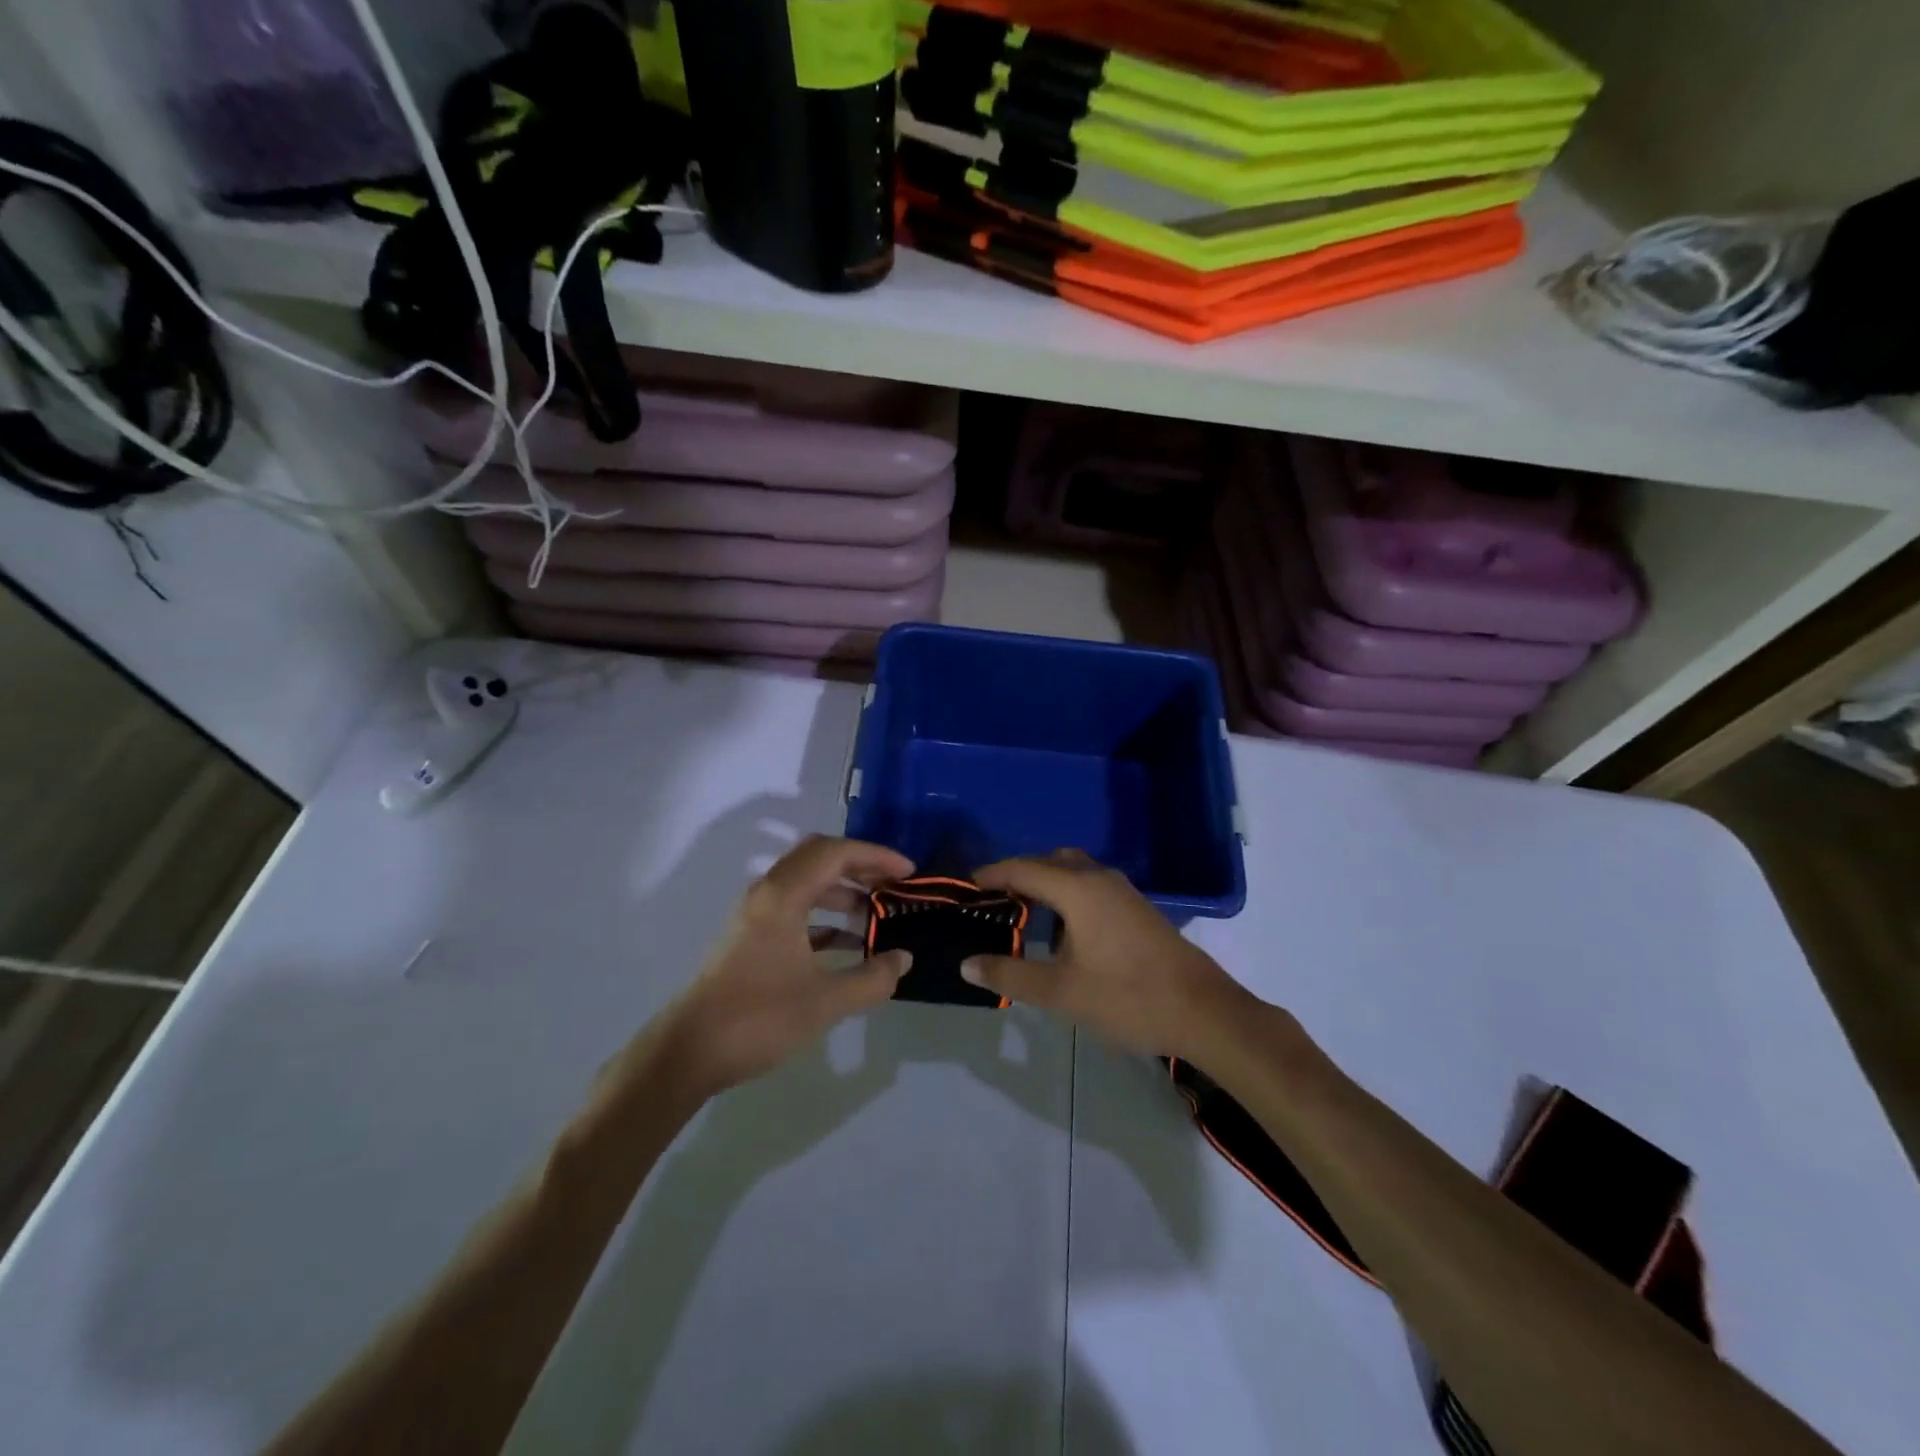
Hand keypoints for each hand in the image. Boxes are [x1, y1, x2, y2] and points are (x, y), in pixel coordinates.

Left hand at [654, 836, 914, 1096]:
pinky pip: (795, 908)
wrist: (688, 1052)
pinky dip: (824, 915)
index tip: (909, 873)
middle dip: (860, 866)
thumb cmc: (758, 1019)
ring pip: (806, 883)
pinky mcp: (750, 936)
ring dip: (842, 891)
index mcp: (783, 895)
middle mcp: (767, 893)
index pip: (836, 853)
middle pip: (818, 857)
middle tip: (893, 885)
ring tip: (875, 915)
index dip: (876, 856)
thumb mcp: (825, 1002)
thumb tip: (903, 958)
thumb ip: (872, 978)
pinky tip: (847, 942)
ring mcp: (755, 914)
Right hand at [959, 850, 1257, 1058]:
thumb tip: (966, 964)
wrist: (1203, 1011)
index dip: (991, 875)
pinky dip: (1066, 895)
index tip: (964, 886)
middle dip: (1018, 874)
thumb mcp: (1061, 991)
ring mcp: (1122, 892)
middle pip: (1049, 862)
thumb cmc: (1127, 996)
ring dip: (1045, 884)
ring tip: (1021, 914)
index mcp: (1078, 889)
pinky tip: (1061, 932)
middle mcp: (1099, 879)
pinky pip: (1089, 886)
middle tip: (991, 900)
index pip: (1022, 869)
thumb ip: (1011, 974)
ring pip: (1073, 872)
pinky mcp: (1136, 908)